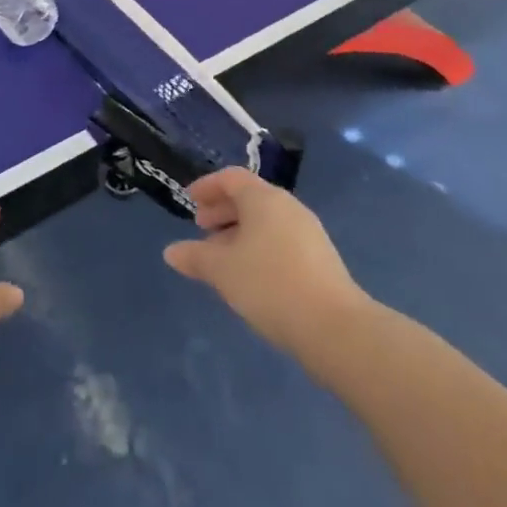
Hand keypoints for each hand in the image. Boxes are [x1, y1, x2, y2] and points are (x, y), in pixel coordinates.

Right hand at [163, 169, 371, 359]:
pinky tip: (250, 276)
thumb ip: (195, 256)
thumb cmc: (270, 284)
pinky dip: (259, 248)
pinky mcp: (320, 259)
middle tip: (201, 229)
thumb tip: (171, 252)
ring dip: (239, 232)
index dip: (207, 186)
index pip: (230, 178)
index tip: (189, 200)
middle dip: (222, 211)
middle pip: (249, 198)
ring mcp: (308, 233)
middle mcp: (288, 207)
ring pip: (265, 222)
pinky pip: (280, 241)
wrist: (335, 328)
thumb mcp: (222, 270)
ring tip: (222, 258)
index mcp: (263, 198)